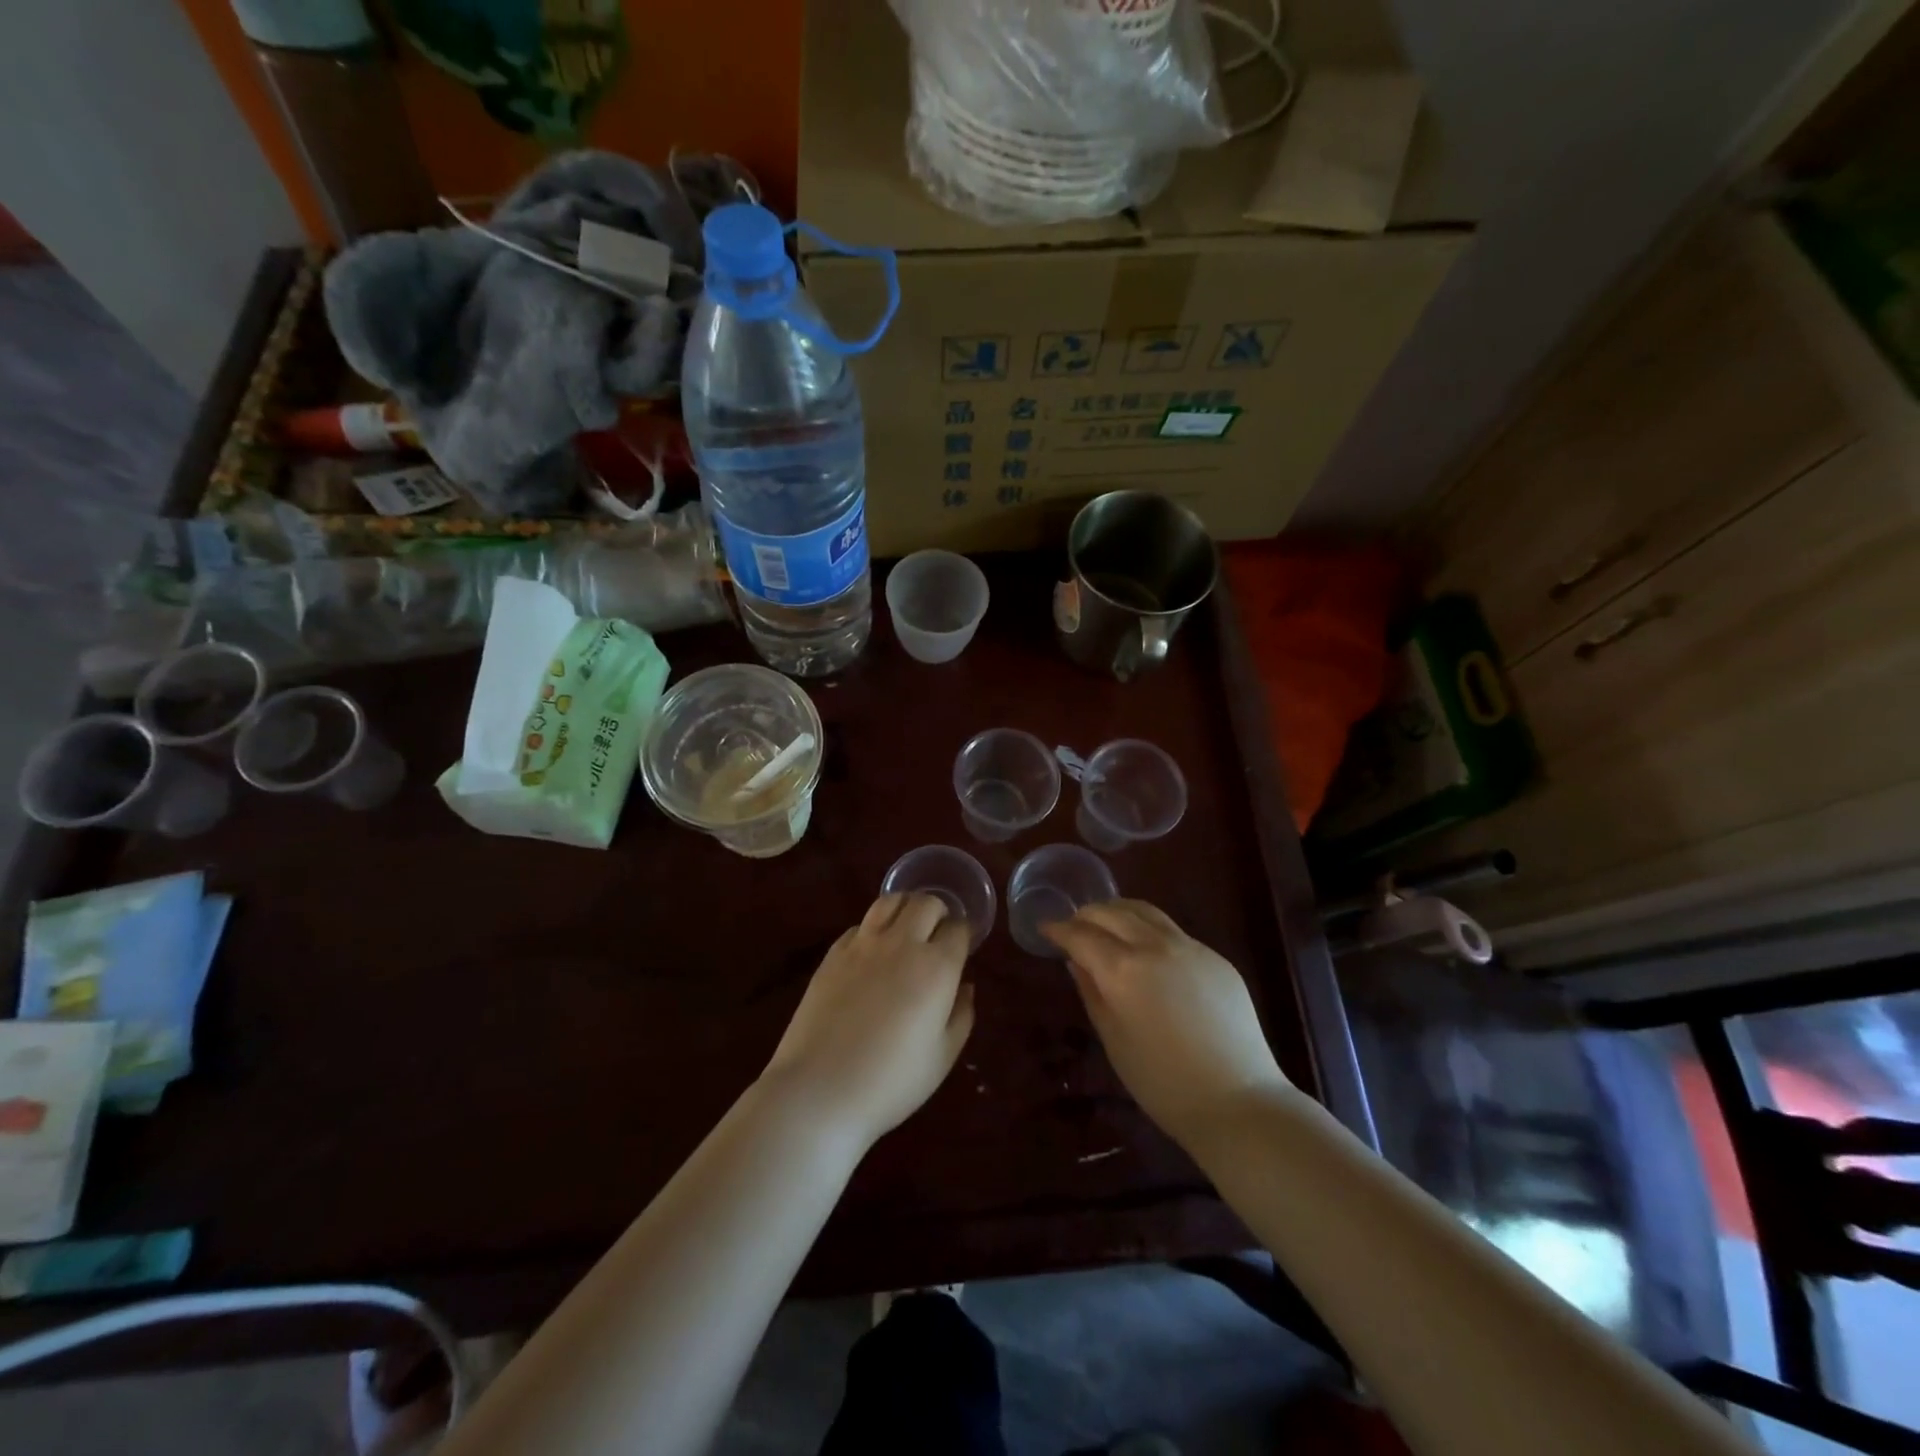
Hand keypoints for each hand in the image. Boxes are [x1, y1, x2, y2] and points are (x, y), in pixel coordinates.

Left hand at [759, 894, 974, 1149]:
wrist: (820, 1091)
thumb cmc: (891, 1082)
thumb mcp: (942, 1058)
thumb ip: (961, 1015)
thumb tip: (964, 986)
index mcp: (936, 967)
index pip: (958, 928)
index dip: (963, 935)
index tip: (962, 948)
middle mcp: (902, 944)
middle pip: (926, 902)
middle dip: (938, 912)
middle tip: (937, 934)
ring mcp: (863, 944)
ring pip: (890, 900)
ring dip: (905, 908)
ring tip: (907, 929)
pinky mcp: (833, 953)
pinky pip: (860, 925)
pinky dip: (874, 929)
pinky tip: (872, 952)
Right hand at [1043, 900, 1290, 1147]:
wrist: (1238, 1101)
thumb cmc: (1162, 1082)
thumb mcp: (1113, 1039)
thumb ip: (1091, 992)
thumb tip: (1077, 961)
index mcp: (1123, 969)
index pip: (1081, 935)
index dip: (1059, 930)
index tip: (1046, 929)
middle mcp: (1155, 945)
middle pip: (1113, 912)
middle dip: (1087, 914)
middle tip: (1073, 926)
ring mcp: (1190, 947)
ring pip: (1146, 912)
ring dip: (1118, 911)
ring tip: (1106, 923)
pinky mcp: (1215, 957)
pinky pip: (1173, 931)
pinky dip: (1149, 930)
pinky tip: (1147, 950)